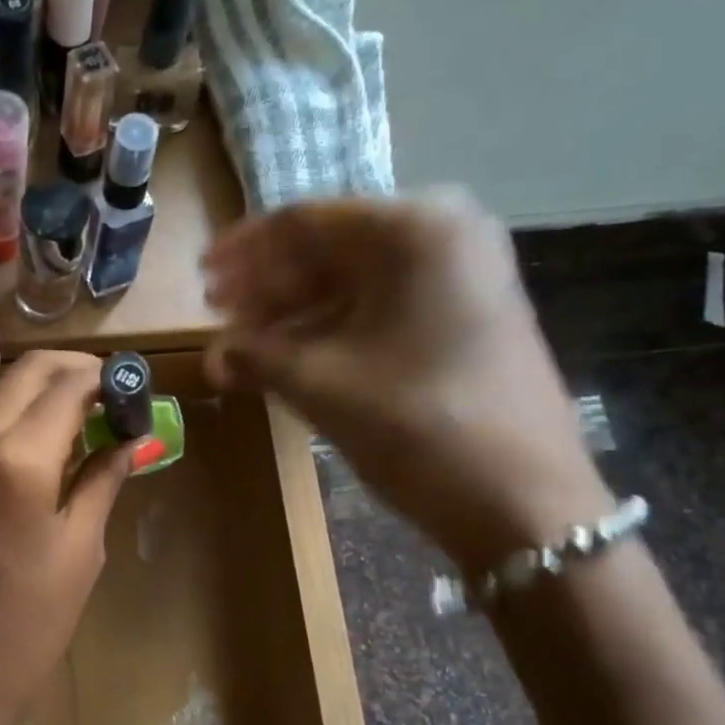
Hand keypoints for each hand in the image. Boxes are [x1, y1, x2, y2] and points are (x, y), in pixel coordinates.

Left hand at [0, 352, 133, 724]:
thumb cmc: (25, 630)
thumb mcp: (80, 553)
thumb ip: (102, 480)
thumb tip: (129, 438)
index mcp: (16, 458)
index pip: (68, 383)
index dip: (110, 379)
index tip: (140, 392)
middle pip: (29, 372)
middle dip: (78, 372)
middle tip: (118, 401)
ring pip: (6, 395)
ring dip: (50, 395)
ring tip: (95, 427)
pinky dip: (26, 422)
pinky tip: (57, 452)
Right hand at [203, 189, 611, 567]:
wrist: (523, 501)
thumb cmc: (416, 425)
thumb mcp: (321, 384)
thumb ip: (256, 356)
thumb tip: (214, 356)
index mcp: (412, 229)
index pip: (304, 223)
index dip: (244, 251)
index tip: (201, 277)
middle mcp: (444, 233)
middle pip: (330, 247)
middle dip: (268, 283)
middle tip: (218, 312)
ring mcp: (462, 275)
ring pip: (355, 279)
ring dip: (294, 309)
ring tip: (246, 341)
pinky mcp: (466, 315)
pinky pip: (382, 305)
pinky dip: (332, 326)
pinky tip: (293, 354)